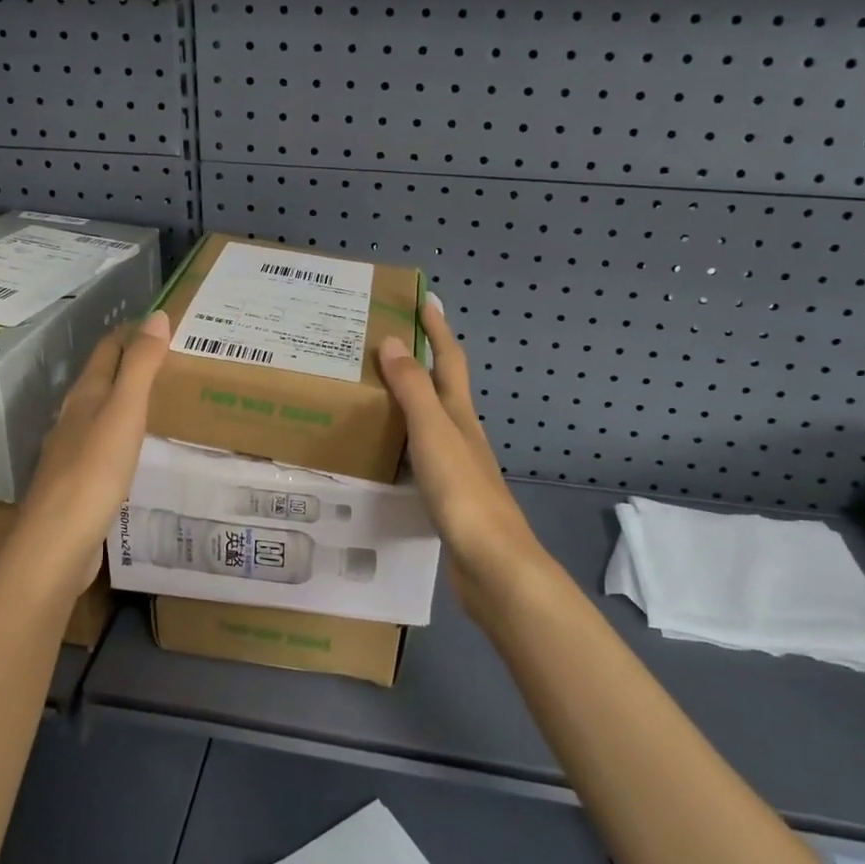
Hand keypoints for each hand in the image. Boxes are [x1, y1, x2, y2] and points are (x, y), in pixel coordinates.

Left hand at [3, 310, 170, 594]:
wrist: (58, 543)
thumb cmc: (94, 471)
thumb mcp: (124, 412)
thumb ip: (141, 365)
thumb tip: (157, 316)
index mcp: (85, 395)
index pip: (108, 349)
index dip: (131, 331)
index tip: (161, 321)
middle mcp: (75, 417)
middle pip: (102, 378)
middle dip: (130, 362)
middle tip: (171, 356)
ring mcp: (73, 451)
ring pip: (102, 412)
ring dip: (126, 398)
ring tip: (161, 396)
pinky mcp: (79, 483)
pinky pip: (104, 444)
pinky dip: (123, 433)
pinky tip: (137, 447)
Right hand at [377, 296, 550, 621]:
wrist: (492, 563)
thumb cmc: (463, 491)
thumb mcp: (434, 432)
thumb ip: (412, 388)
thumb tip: (390, 341)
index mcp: (459, 414)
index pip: (448, 359)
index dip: (437, 329)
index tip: (424, 300)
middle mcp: (461, 433)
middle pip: (441, 387)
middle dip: (420, 360)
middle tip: (383, 344)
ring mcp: (456, 466)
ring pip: (429, 421)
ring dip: (407, 401)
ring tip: (372, 392)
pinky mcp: (446, 495)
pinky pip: (419, 454)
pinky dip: (402, 441)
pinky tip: (383, 452)